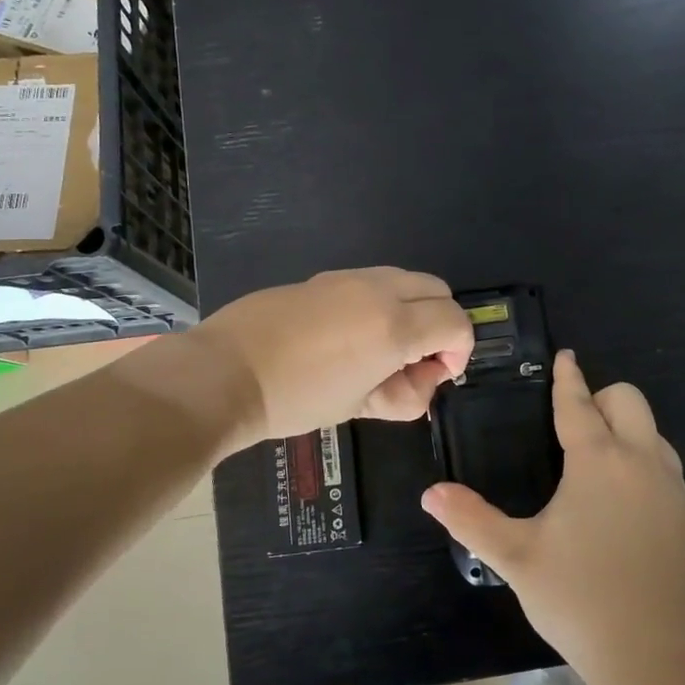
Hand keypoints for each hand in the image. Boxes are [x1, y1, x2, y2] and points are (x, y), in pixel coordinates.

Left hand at [192, 268, 474, 452]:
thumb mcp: (359, 406)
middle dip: (441, 323)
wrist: (225, 373)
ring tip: (382, 349)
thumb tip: (423, 381)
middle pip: (438, 290)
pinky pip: (371, 281)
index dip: (460, 350)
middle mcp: (378, 290)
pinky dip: (380, 302)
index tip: (438, 375)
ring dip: (411, 309)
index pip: (456, 322)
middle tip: (416, 361)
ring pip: (405, 279)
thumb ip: (404, 394)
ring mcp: (348, 278)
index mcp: (394, 326)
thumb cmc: (296, 399)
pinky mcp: (322, 277)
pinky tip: (349, 336)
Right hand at [422, 351, 684, 684]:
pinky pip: (662, 459)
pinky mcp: (684, 513)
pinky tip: (617, 492)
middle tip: (570, 420)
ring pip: (651, 428)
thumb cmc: (580, 598)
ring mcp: (669, 486)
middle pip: (628, 399)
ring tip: (590, 454)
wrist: (658, 654)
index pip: (580, 404)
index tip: (564, 357)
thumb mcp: (517, 558)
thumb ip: (471, 520)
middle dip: (600, 396)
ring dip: (624, 425)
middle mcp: (639, 461)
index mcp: (599, 461)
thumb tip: (430, 493)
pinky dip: (640, 454)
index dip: (568, 378)